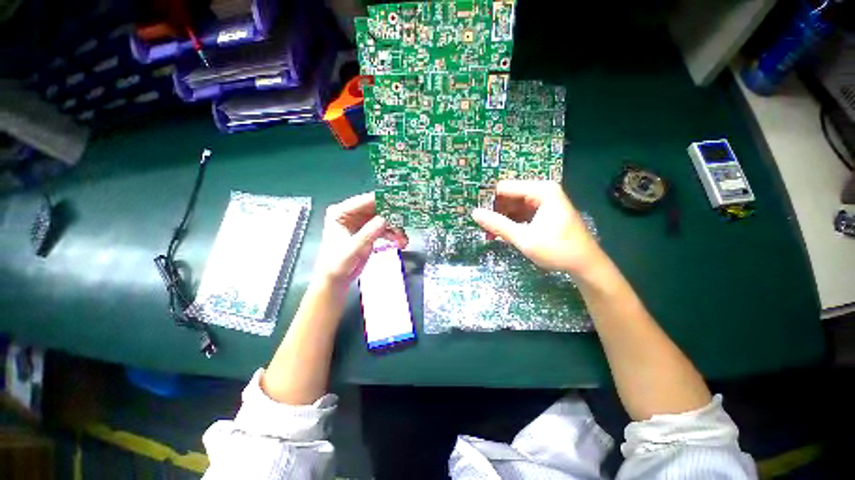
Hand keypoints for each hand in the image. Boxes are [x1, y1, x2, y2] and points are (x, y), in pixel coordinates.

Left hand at [314, 193, 407, 290]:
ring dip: (395, 227)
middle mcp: (351, 214)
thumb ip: (369, 232)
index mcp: (341, 212)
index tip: (401, 202)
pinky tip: (400, 241)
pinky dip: (393, 234)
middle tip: (408, 219)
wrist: (337, 280)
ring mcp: (361, 222)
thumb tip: (386, 218)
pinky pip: (384, 228)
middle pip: (377, 209)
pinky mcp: (368, 231)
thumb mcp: (354, 248)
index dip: (383, 200)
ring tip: (403, 238)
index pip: (365, 201)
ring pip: (383, 218)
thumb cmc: (338, 264)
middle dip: (393, 215)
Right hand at [471, 180, 603, 275]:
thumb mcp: (524, 238)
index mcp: (541, 191)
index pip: (504, 188)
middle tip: (480, 226)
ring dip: (500, 218)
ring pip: (512, 205)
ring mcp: (543, 201)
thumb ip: (498, 225)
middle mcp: (542, 191)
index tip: (474, 213)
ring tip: (488, 233)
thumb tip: (474, 213)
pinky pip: (520, 213)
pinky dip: (510, 222)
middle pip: (508, 196)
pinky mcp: (542, 212)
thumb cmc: (558, 250)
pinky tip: (500, 234)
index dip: (488, 199)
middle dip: (494, 211)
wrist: (586, 265)